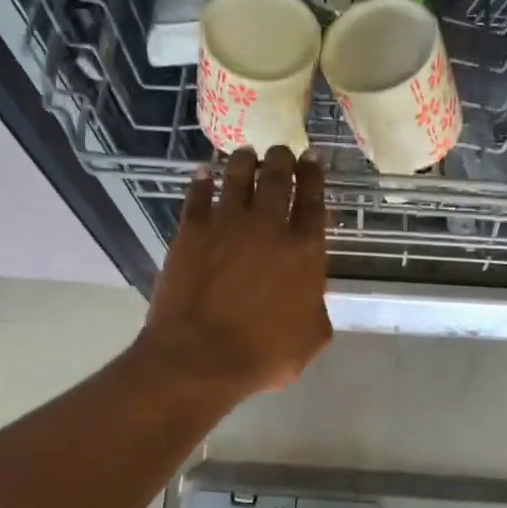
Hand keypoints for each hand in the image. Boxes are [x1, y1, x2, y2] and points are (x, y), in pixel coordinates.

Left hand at [139, 146, 332, 399]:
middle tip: (281, 150)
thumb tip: (309, 295)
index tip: (312, 157)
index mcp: (304, 250)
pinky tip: (204, 174)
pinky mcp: (191, 232)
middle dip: (282, 158)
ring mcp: (226, 225)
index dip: (314, 174)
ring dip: (244, 161)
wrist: (200, 357)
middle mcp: (268, 226)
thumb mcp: (311, 337)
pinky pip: (198, 197)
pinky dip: (202, 182)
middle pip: (277, 178)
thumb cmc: (263, 354)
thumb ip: (315, 306)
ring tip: (246, 153)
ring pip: (237, 177)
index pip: (313, 200)